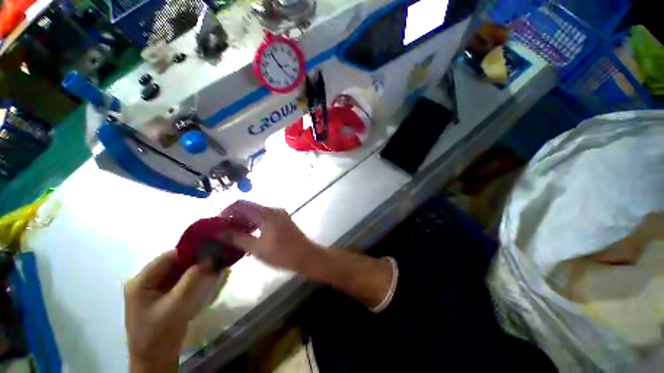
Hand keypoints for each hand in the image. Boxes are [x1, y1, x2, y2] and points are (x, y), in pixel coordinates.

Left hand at [124, 251, 226, 372]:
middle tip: (217, 259)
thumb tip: (210, 257)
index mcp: (141, 281)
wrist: (155, 360)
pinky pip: (181, 280)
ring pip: (180, 271)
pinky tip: (208, 278)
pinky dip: (195, 277)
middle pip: (175, 262)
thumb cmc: (160, 333)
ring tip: (216, 267)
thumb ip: (192, 279)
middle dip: (196, 260)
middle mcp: (146, 280)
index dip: (192, 250)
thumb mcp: (176, 305)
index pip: (169, 256)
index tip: (213, 249)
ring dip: (197, 269)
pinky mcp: (163, 295)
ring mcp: (154, 288)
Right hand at [220, 201, 394, 309]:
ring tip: (234, 236)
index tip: (217, 224)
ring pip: (257, 213)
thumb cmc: (282, 254)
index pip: (241, 204)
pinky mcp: (283, 220)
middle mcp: (273, 210)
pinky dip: (254, 224)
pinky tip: (249, 236)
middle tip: (223, 232)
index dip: (226, 211)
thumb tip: (219, 231)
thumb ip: (237, 238)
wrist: (306, 256)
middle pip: (249, 207)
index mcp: (266, 213)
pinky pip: (264, 218)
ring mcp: (279, 214)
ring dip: (244, 221)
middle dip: (234, 217)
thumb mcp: (257, 248)